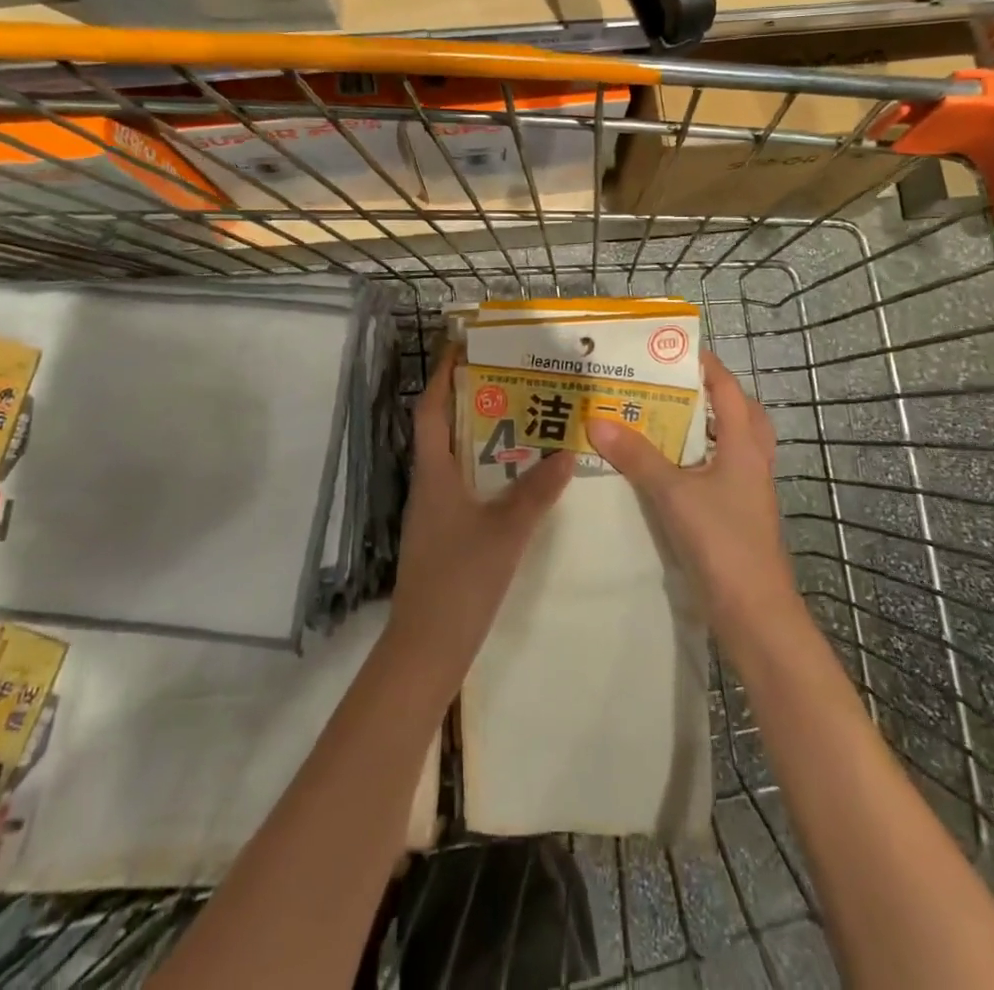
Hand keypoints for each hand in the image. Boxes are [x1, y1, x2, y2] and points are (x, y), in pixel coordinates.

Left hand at [389, 347, 574, 677]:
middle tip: (510, 376)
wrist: (428, 647)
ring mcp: (435, 511)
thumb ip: (536, 492)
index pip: (430, 409)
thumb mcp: (506, 532)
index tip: (462, 346)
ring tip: (521, 417)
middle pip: (444, 428)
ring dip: (482, 434)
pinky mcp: (445, 533)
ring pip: (456, 458)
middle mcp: (429, 484)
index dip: (442, 375)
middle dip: (470, 398)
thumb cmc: (460, 581)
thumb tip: (566, 451)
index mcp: (434, 474)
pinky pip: (465, 485)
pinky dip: (487, 470)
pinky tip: (517, 476)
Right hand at [586, 352, 800, 652]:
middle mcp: (752, 461)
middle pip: (739, 413)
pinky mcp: (738, 515)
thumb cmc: (721, 541)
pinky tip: (668, 469)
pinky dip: (698, 460)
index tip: (673, 348)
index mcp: (744, 445)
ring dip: (704, 428)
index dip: (706, 365)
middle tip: (669, 385)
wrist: (754, 612)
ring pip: (732, 444)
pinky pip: (720, 472)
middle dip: (710, 394)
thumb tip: (596, 419)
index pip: (728, 390)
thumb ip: (636, 456)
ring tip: (663, 420)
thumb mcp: (673, 493)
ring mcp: (748, 490)